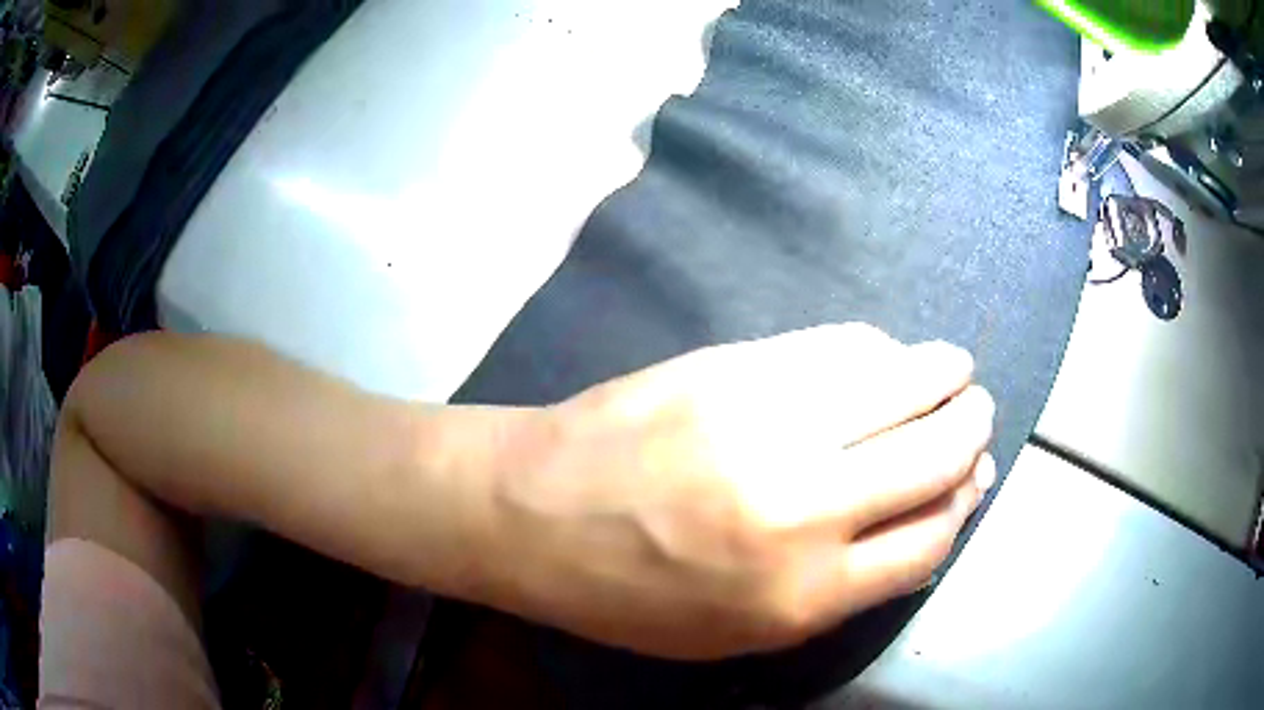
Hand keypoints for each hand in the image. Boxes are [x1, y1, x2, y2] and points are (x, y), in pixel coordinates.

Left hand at [476, 324, 995, 659]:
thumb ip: (842, 589)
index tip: (973, 483)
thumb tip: (925, 520)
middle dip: (973, 431)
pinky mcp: (737, 364)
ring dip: (946, 375)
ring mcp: (771, 422)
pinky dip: (881, 351)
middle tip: (978, 416)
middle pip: (938, 456)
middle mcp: (806, 507)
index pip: (931, 539)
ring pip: (906, 383)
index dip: (963, 507)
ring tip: (955, 375)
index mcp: (804, 594)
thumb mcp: (739, 632)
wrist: (530, 512)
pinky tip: (885, 358)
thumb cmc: (630, 594)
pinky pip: (843, 345)